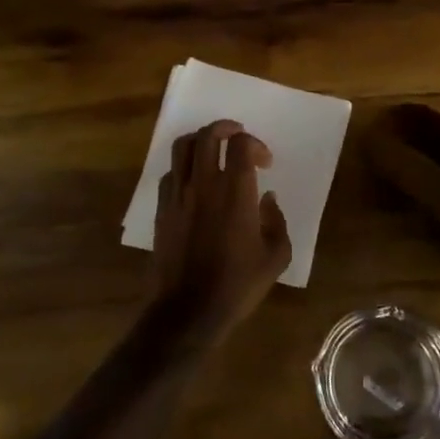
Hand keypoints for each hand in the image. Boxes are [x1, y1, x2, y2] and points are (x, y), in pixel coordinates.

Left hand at [148, 120, 291, 349]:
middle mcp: (204, 184)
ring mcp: (178, 194)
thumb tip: (267, 198)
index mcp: (235, 192)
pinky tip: (194, 181)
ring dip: (200, 139)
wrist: (189, 310)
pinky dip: (183, 167)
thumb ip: (276, 221)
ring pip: (182, 147)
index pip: (241, 145)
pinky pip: (170, 172)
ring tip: (212, 147)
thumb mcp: (276, 257)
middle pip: (208, 135)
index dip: (255, 145)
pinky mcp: (162, 208)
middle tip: (237, 136)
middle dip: (225, 128)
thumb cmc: (237, 285)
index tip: (265, 162)